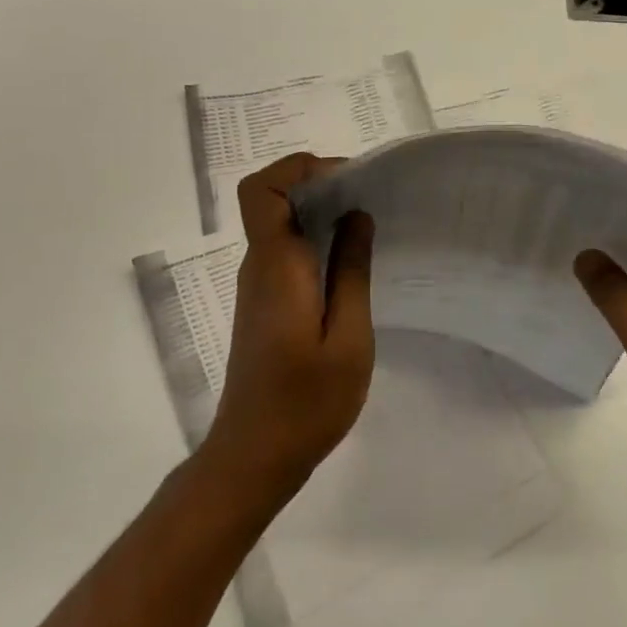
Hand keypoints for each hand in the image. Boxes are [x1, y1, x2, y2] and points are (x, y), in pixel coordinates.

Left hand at [203, 154, 375, 505]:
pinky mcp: (265, 304)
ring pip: (281, 225)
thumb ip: (351, 271)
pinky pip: (287, 252)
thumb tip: (356, 215)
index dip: (298, 167)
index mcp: (276, 266)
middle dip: (322, 185)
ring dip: (322, 214)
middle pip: (274, 200)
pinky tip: (351, 265)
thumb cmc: (305, 403)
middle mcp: (259, 266)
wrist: (253, 458)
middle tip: (372, 200)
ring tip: (369, 228)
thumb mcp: (348, 338)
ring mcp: (258, 285)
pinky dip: (317, 241)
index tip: (348, 179)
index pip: (261, 190)